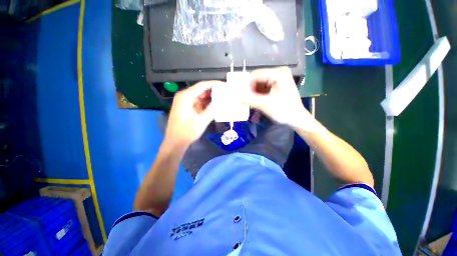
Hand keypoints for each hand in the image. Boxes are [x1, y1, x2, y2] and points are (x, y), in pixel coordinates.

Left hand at [164, 81, 221, 148]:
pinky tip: (214, 105)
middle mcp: (184, 96)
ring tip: (222, 98)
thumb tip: (222, 101)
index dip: (214, 84)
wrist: (175, 142)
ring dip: (210, 97)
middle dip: (213, 91)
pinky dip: (206, 103)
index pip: (202, 85)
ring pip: (200, 96)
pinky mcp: (186, 108)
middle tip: (225, 92)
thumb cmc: (187, 132)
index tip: (224, 85)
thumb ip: (212, 109)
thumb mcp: (202, 121)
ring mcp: (185, 102)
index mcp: (186, 96)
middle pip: (201, 90)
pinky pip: (198, 102)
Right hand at [246, 67, 313, 129]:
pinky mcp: (277, 84)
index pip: (256, 75)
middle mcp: (278, 72)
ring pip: (259, 82)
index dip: (246, 84)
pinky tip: (256, 99)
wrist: (296, 118)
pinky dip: (258, 92)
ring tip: (250, 100)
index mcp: (278, 73)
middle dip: (250, 88)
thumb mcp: (267, 105)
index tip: (240, 94)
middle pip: (257, 78)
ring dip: (253, 91)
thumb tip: (239, 98)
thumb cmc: (285, 111)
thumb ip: (251, 100)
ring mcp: (278, 77)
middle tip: (245, 99)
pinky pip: (263, 86)